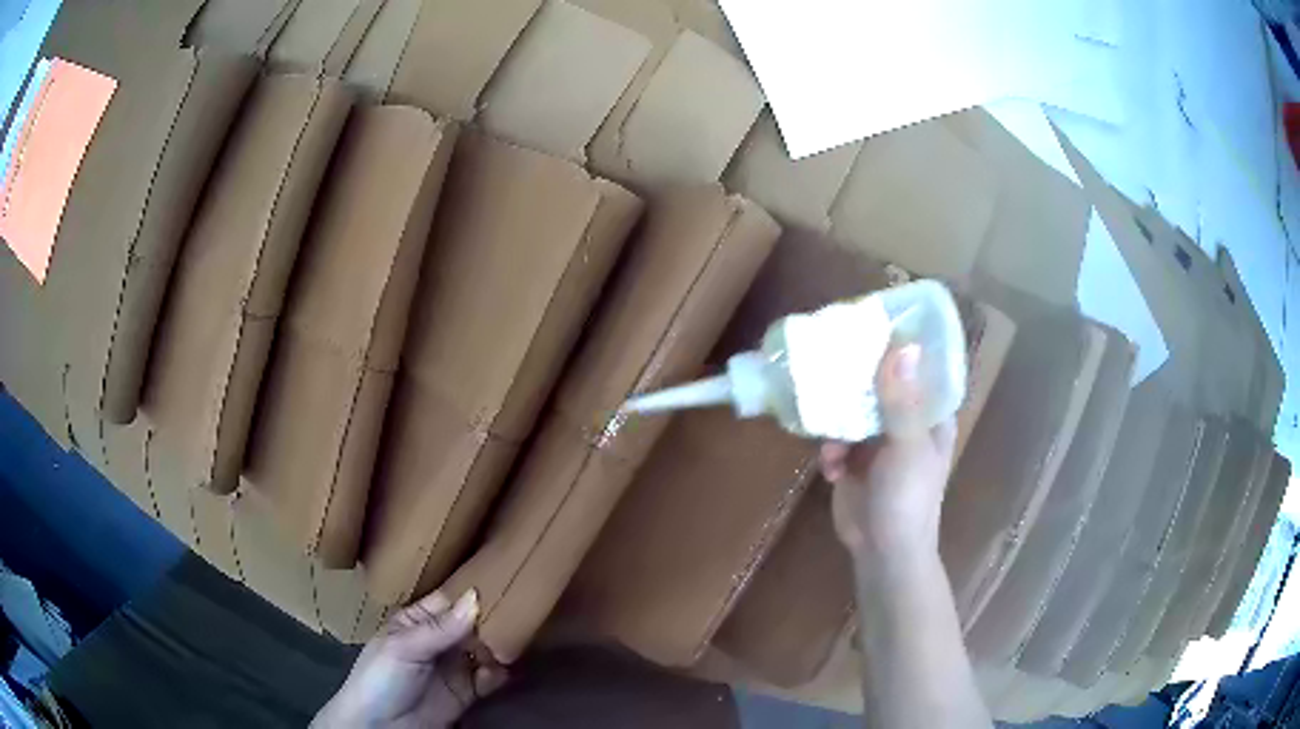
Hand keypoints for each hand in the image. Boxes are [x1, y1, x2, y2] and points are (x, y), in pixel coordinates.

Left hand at [313, 589, 505, 728]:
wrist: (380, 728)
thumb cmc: (381, 678)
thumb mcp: (403, 648)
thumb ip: (440, 628)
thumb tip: (475, 597)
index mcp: (416, 621)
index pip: (450, 599)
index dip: (473, 591)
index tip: (505, 578)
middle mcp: (439, 640)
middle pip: (472, 623)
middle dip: (493, 619)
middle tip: (520, 615)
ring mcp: (454, 667)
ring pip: (485, 649)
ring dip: (499, 647)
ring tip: (511, 646)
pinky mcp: (467, 692)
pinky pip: (490, 678)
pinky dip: (499, 673)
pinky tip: (501, 671)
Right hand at [821, 345, 956, 560]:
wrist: (882, 552)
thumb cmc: (908, 499)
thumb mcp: (908, 448)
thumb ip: (901, 400)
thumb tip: (903, 345)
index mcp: (929, 414)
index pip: (917, 366)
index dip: (897, 344)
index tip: (869, 324)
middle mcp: (905, 419)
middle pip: (878, 382)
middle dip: (854, 380)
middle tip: (829, 364)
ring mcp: (877, 439)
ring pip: (852, 408)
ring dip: (837, 421)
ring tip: (831, 442)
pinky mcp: (852, 458)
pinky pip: (834, 436)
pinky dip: (829, 450)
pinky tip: (830, 470)